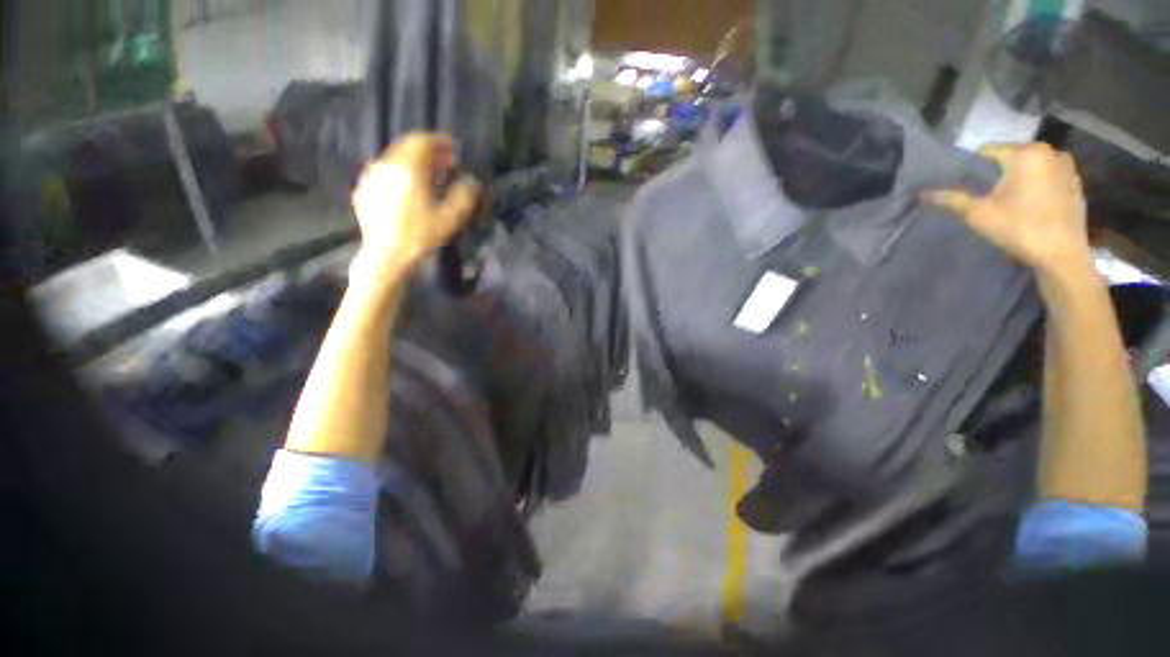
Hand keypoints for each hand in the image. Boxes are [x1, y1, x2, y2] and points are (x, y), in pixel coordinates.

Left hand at [349, 133, 479, 281]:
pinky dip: (399, 173)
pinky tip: (408, 188)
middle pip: (406, 147)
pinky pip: (384, 173)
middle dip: (427, 150)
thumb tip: (471, 181)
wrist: (387, 257)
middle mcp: (386, 166)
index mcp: (407, 169)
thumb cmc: (420, 236)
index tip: (452, 147)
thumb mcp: (450, 218)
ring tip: (429, 176)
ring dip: (413, 162)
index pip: (421, 141)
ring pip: (394, 159)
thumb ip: (463, 195)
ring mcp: (371, 178)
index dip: (438, 141)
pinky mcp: (364, 191)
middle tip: (445, 161)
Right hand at [923, 143, 1091, 277]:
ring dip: (1016, 177)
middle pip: (1010, 155)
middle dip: (996, 171)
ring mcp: (1066, 165)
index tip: (962, 184)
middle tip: (983, 193)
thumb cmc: (1019, 229)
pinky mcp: (1075, 181)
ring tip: (1006, 199)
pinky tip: (1029, 203)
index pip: (987, 151)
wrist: (1062, 254)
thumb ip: (951, 200)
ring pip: (1029, 165)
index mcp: (1024, 153)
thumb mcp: (978, 215)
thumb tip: (921, 194)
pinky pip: (1047, 174)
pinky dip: (1035, 183)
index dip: (971, 167)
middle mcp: (1048, 151)